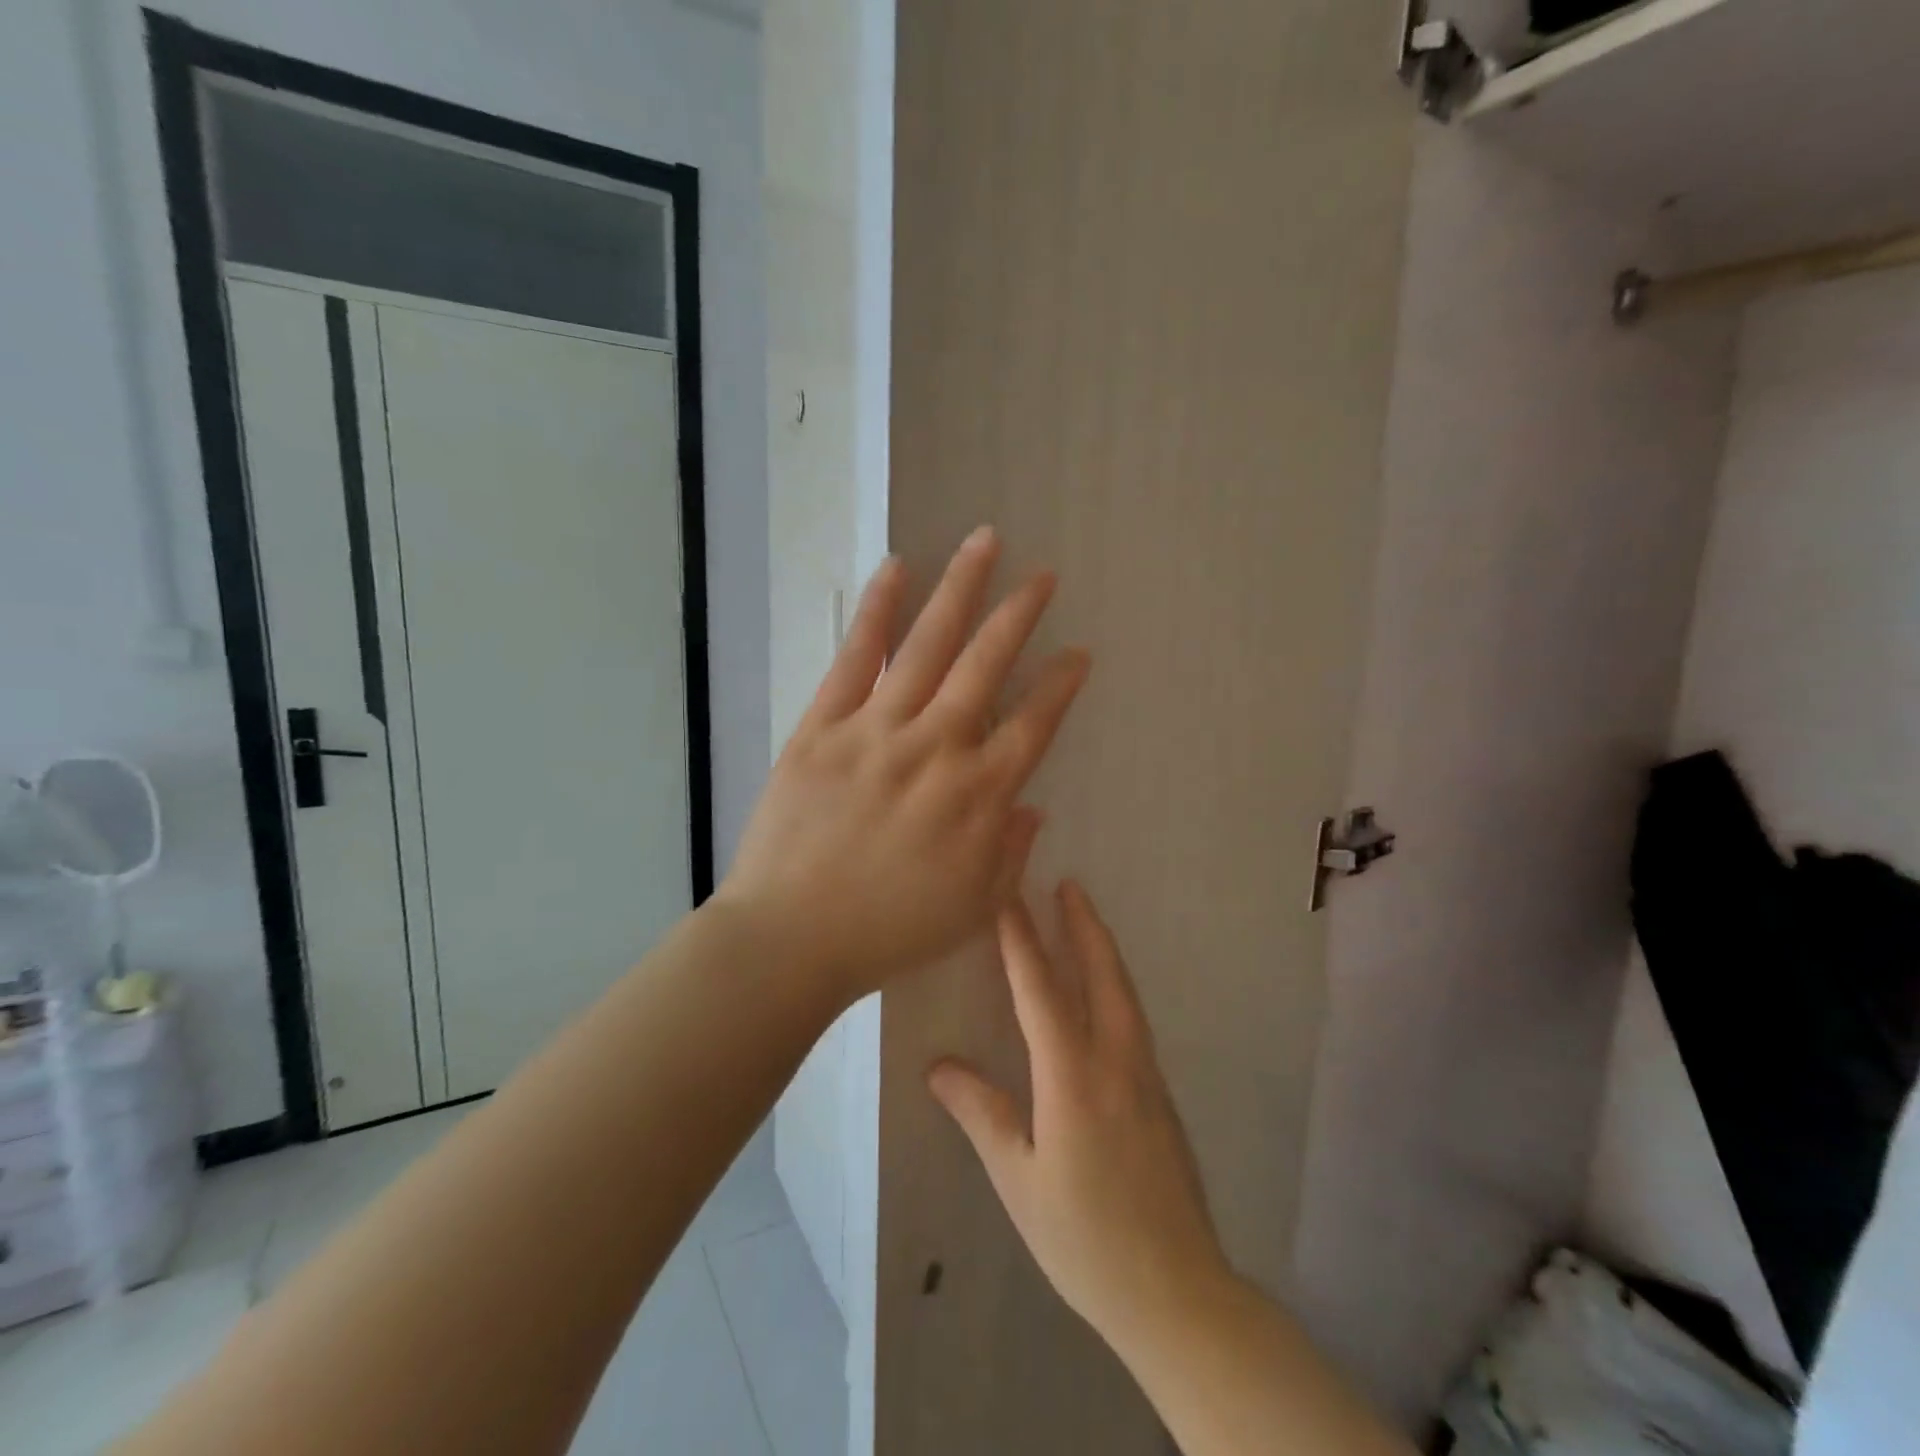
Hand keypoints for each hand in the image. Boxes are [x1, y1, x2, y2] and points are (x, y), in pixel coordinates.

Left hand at [720, 528, 1089, 1004]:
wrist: (791, 938)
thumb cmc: (888, 932)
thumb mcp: (973, 909)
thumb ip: (1010, 852)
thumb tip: (1032, 805)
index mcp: (978, 795)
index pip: (1033, 724)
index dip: (1060, 685)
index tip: (1077, 654)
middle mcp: (936, 748)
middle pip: (987, 665)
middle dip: (1019, 615)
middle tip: (1042, 575)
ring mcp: (876, 729)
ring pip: (928, 645)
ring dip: (960, 589)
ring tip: (984, 542)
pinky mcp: (823, 726)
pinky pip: (854, 658)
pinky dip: (876, 611)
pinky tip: (897, 569)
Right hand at [929, 882, 1234, 1349]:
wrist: (1177, 1292)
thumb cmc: (1084, 1239)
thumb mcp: (1019, 1180)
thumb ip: (983, 1113)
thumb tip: (939, 1066)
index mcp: (1074, 1077)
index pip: (1040, 991)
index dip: (1021, 941)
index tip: (1008, 897)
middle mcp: (1116, 1061)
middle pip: (1101, 974)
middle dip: (1082, 925)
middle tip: (1067, 884)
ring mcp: (1145, 1076)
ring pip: (1123, 993)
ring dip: (1102, 950)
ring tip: (1085, 920)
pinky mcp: (1160, 1095)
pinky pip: (1132, 1018)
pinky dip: (1114, 984)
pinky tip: (1103, 990)